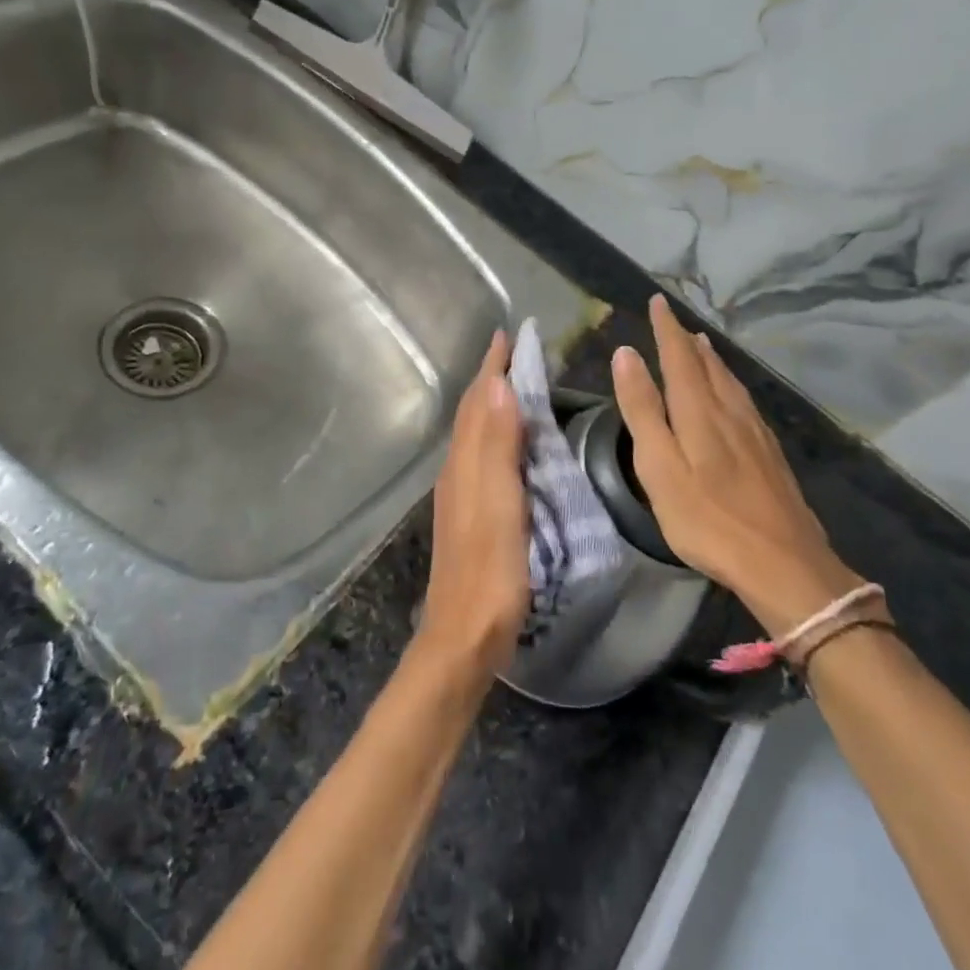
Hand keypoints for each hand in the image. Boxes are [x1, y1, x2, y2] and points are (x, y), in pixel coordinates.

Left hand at [415, 330, 527, 679]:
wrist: (462, 636)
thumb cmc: (489, 572)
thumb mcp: (500, 505)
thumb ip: (498, 446)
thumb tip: (498, 384)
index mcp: (465, 464)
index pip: (478, 402)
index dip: (491, 367)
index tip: (506, 334)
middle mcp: (457, 472)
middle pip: (472, 413)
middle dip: (490, 380)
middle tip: (513, 352)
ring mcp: (460, 495)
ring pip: (473, 434)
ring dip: (490, 405)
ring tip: (512, 386)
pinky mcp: (468, 515)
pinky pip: (479, 457)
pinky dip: (493, 434)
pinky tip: (506, 446)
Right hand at [612, 295, 863, 632]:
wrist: (784, 564)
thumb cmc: (707, 519)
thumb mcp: (659, 467)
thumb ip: (642, 409)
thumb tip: (626, 354)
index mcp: (698, 411)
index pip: (678, 356)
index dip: (666, 328)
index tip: (658, 301)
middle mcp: (729, 410)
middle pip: (707, 364)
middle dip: (687, 340)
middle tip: (675, 320)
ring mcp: (755, 432)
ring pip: (730, 381)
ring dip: (711, 359)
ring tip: (701, 344)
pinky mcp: (770, 453)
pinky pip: (745, 400)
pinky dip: (730, 383)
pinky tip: (733, 394)